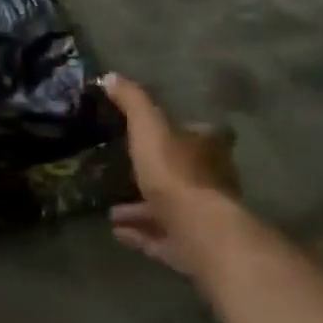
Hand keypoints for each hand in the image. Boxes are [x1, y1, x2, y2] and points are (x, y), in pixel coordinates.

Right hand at [102, 74, 238, 274]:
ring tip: (112, 209)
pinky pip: (161, 238)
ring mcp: (203, 216)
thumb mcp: (149, 128)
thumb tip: (110, 76)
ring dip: (143, 208)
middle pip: (186, 173)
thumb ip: (133, 102)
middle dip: (158, 173)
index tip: (162, 134)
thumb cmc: (176, 173)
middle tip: (128, 172)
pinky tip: (116, 231)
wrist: (199, 232)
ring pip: (171, 208)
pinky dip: (140, 234)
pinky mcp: (191, 246)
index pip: (203, 134)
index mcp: (208, 149)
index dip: (185, 132)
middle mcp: (212, 181)